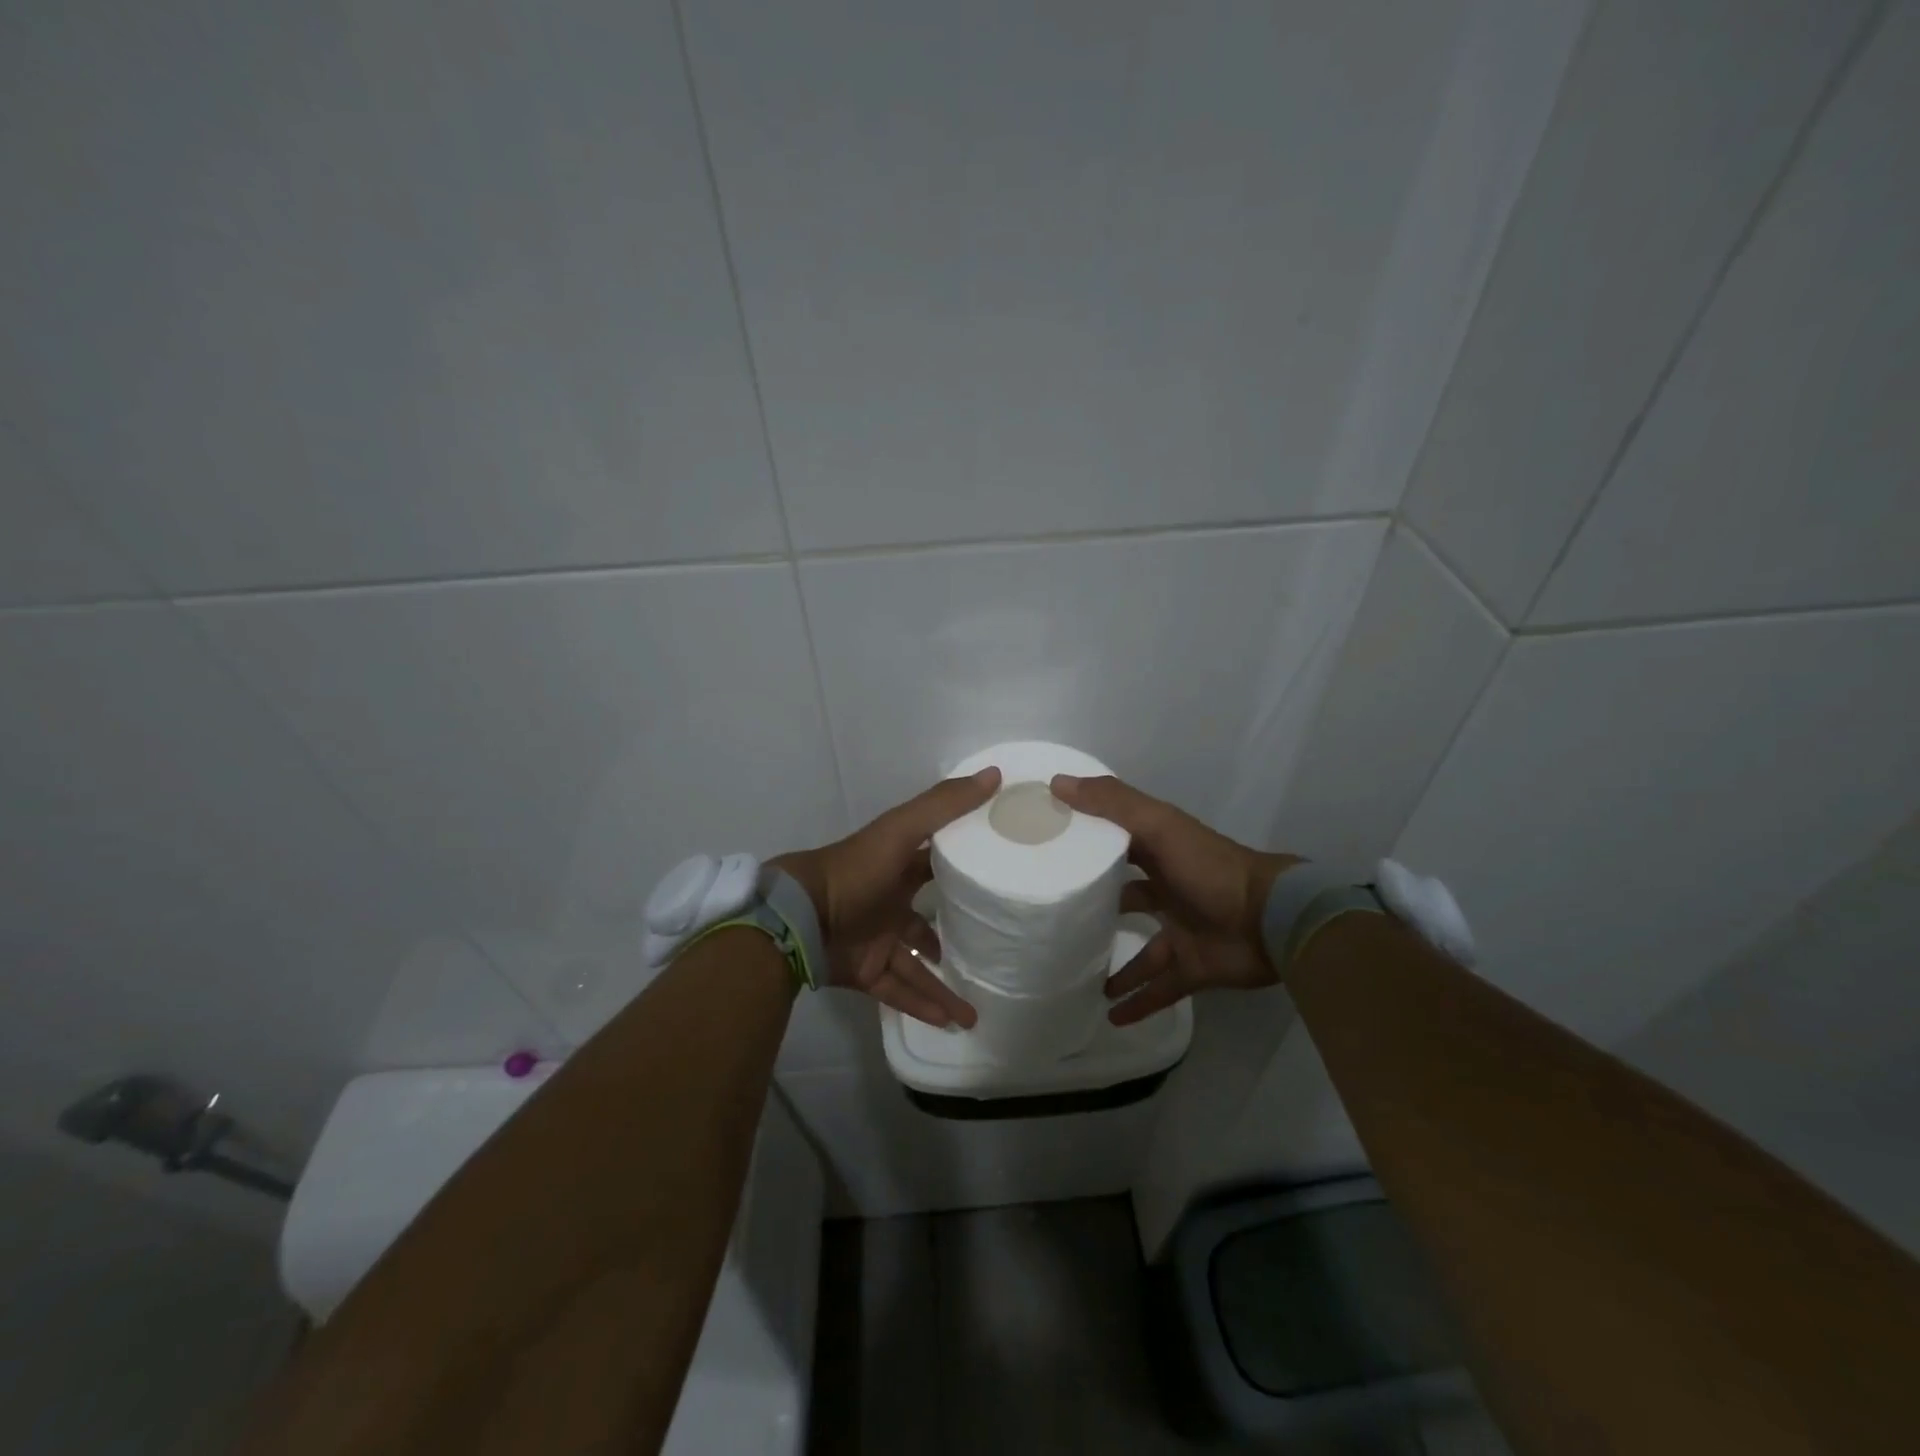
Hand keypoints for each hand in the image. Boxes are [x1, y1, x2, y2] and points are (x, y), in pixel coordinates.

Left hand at [771, 768, 1000, 1028]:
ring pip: (917, 965)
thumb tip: (995, 774)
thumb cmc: (857, 869)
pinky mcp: (865, 971)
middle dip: (957, 933)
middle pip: (929, 921)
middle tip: (992, 948)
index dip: (965, 867)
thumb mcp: (903, 828)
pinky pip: (898, 991)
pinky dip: (922, 1005)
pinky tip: (949, 1022)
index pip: (937, 865)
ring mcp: (878, 940)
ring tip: (976, 1010)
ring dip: (944, 985)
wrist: (802, 917)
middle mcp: (891, 903)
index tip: (1000, 876)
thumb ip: (945, 804)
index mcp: (899, 868)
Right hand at [1050, 774, 1301, 1025]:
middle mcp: (1168, 890)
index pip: (1116, 844)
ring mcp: (1181, 931)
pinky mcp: (1192, 968)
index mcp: (1159, 853)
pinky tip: (1109, 1015)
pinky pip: (1159, 989)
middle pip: (1126, 898)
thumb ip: (1111, 803)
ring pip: (1140, 950)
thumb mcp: (1157, 824)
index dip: (1086, 844)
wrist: (1270, 919)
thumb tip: (1056, 782)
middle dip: (1097, 907)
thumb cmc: (1208, 867)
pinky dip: (1137, 1003)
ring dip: (1113, 964)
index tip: (1048, 851)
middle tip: (1056, 919)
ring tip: (1076, 974)